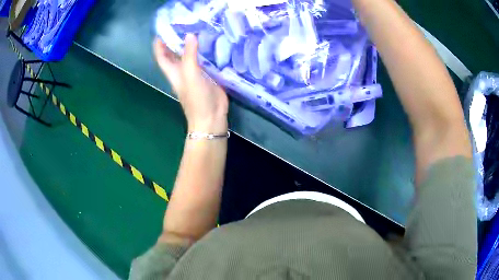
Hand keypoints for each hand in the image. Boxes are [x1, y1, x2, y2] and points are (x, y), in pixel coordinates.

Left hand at [153, 34, 228, 132]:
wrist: (211, 117)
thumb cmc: (197, 98)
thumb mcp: (190, 75)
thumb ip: (190, 55)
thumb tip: (190, 35)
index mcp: (173, 72)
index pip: (162, 56)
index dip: (159, 44)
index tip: (162, 30)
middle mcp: (182, 71)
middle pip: (174, 54)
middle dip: (174, 41)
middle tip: (182, 24)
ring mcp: (195, 73)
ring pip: (189, 56)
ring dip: (190, 44)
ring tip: (196, 28)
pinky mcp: (207, 75)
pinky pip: (203, 60)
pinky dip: (204, 51)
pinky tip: (210, 42)